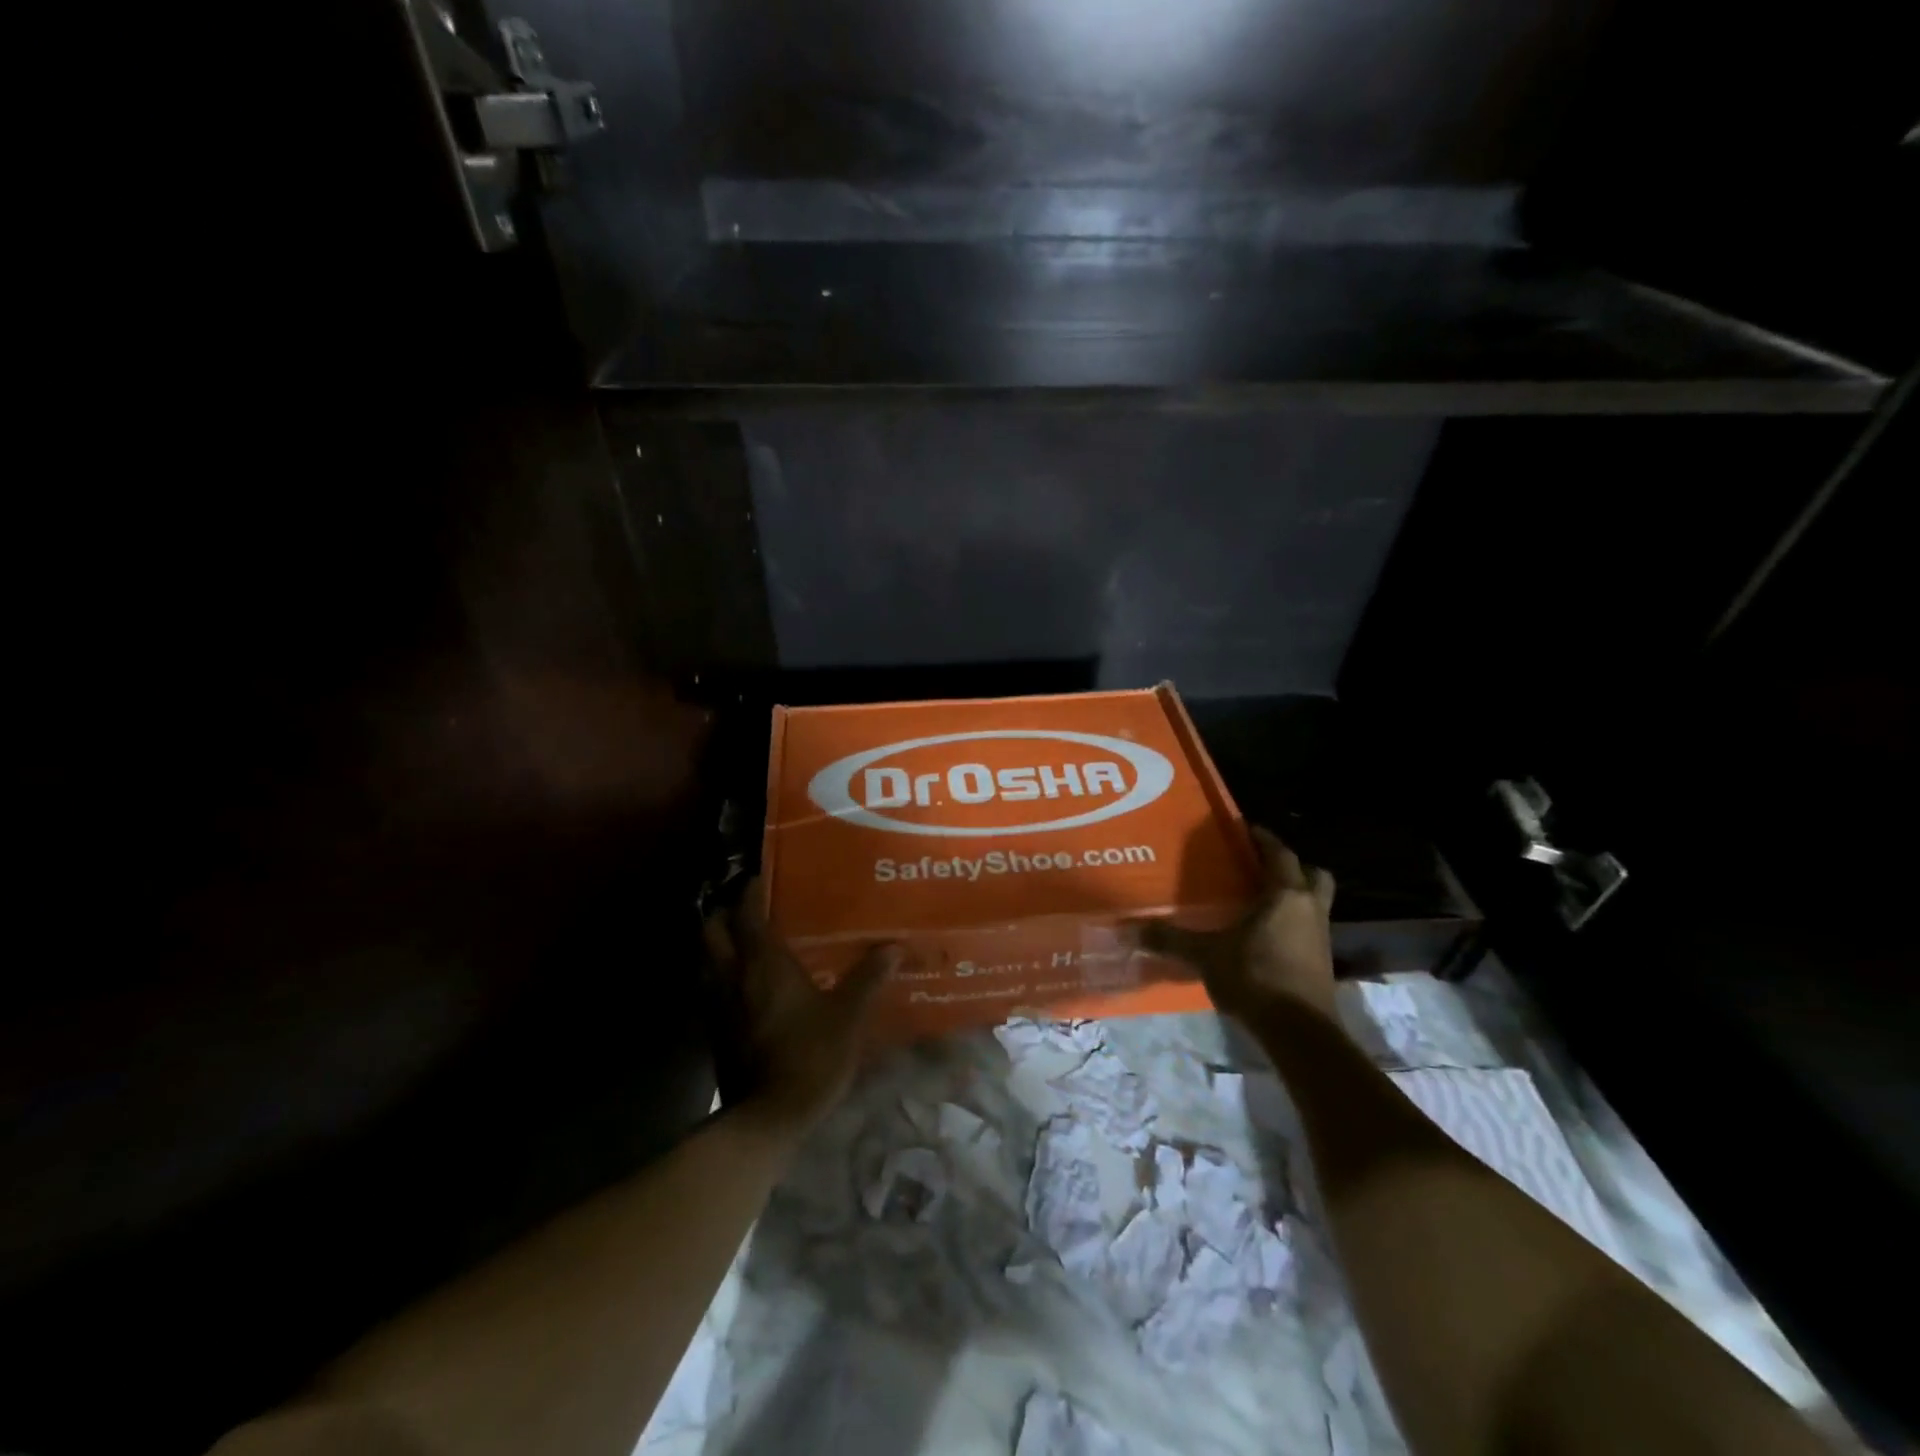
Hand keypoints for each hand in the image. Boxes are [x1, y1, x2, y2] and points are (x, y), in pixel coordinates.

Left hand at [704, 880, 898, 1134]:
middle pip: (712, 931)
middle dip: (725, 914)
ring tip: (749, 942)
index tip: (762, 878)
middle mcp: (733, 977)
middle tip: (750, 908)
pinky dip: (724, 977)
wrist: (770, 1118)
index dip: (751, 891)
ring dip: (721, 946)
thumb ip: (869, 977)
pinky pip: (713, 989)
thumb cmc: (811, 1055)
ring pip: (708, 960)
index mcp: (763, 964)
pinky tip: (749, 986)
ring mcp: (718, 1006)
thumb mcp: (849, 1015)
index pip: (746, 914)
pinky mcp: (716, 1032)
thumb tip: (894, 946)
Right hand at [1140, 827, 1337, 1020]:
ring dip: (1295, 896)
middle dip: (1291, 866)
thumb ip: (1171, 940)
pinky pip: (1309, 928)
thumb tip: (1131, 928)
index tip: (1244, 829)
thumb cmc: (1254, 977)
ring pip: (1315, 902)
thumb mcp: (1206, 955)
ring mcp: (1320, 937)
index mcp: (1285, 894)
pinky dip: (1293, 924)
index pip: (1279, 853)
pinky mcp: (1322, 962)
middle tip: (1261, 867)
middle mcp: (1310, 908)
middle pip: (1312, 874)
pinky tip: (1266, 935)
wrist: (1298, 1031)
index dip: (1263, 838)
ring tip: (1261, 900)